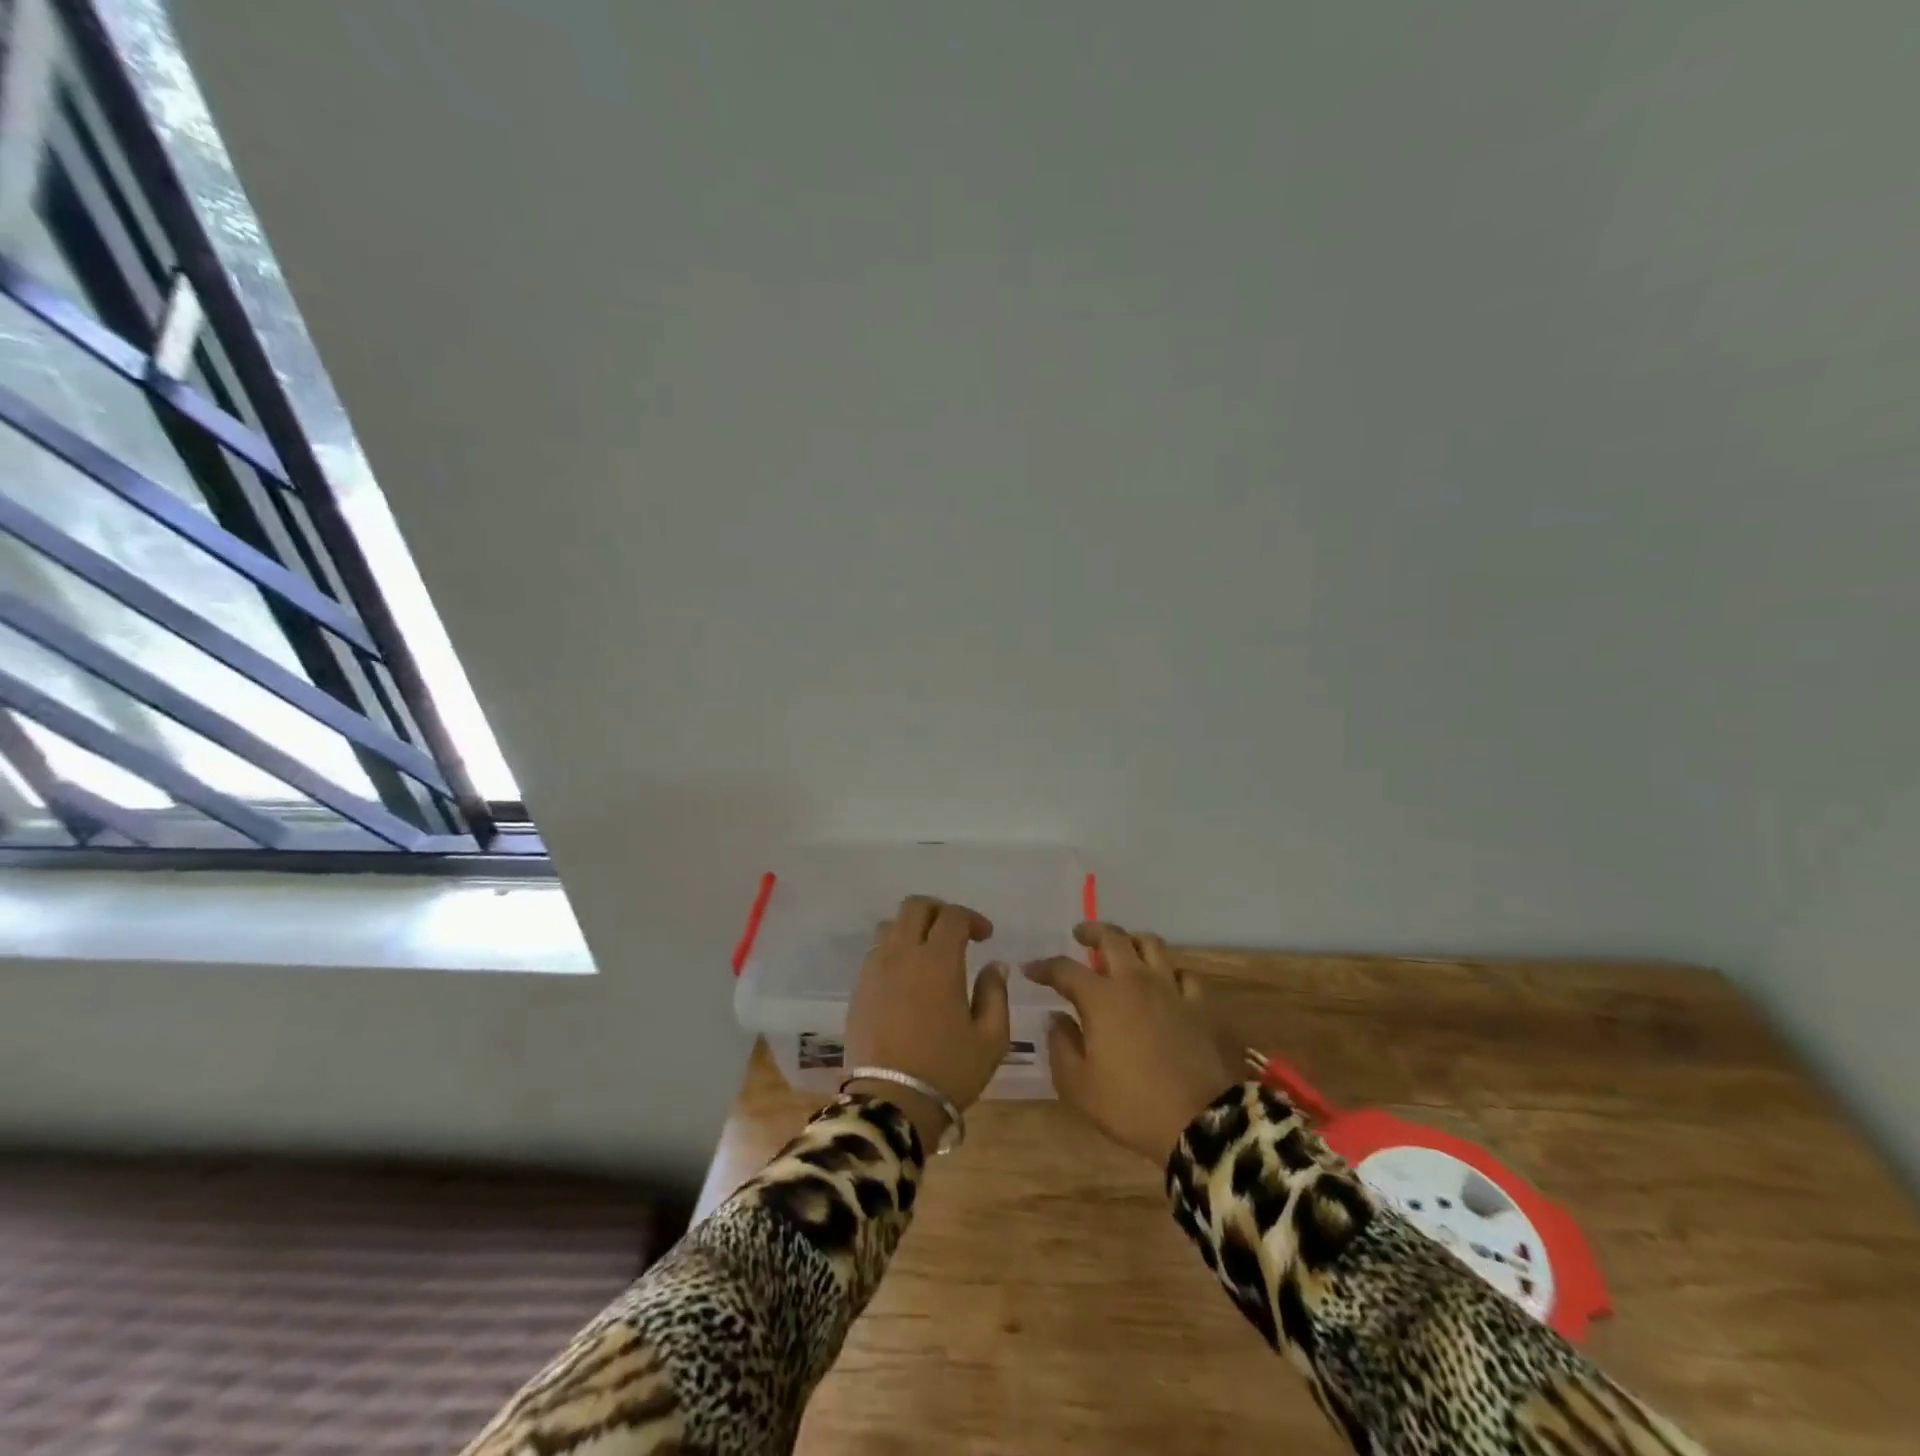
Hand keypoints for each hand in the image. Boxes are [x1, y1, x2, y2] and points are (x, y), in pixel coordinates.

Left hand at [843, 895, 1011, 1149]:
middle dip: (939, 911)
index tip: (985, 937)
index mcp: (938, 961)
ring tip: (928, 952)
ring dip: (913, 928)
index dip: (972, 919)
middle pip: (915, 906)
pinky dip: (894, 951)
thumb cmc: (948, 1071)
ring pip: (890, 926)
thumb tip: (995, 965)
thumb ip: (996, 994)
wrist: (891, 1104)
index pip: (952, 916)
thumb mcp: (991, 1039)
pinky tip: (907, 977)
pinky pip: (876, 952)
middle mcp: (902, 955)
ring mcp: (875, 970)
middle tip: (956, 933)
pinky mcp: (859, 990)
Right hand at [1025, 922, 1236, 1162]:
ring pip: (1151, 944)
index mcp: (1100, 998)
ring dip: (1131, 940)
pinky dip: (1169, 971)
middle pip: (1112, 938)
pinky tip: (1164, 981)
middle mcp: (1134, 981)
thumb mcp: (1078, 1086)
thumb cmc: (1130, 1105)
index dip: (1044, 967)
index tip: (1030, 969)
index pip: (1065, 969)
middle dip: (1091, 931)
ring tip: (1122, 947)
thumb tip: (1056, 1018)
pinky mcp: (1198, 1005)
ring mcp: (1170, 989)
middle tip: (1080, 935)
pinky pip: (1183, 974)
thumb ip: (1061, 1045)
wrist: (1199, 1121)